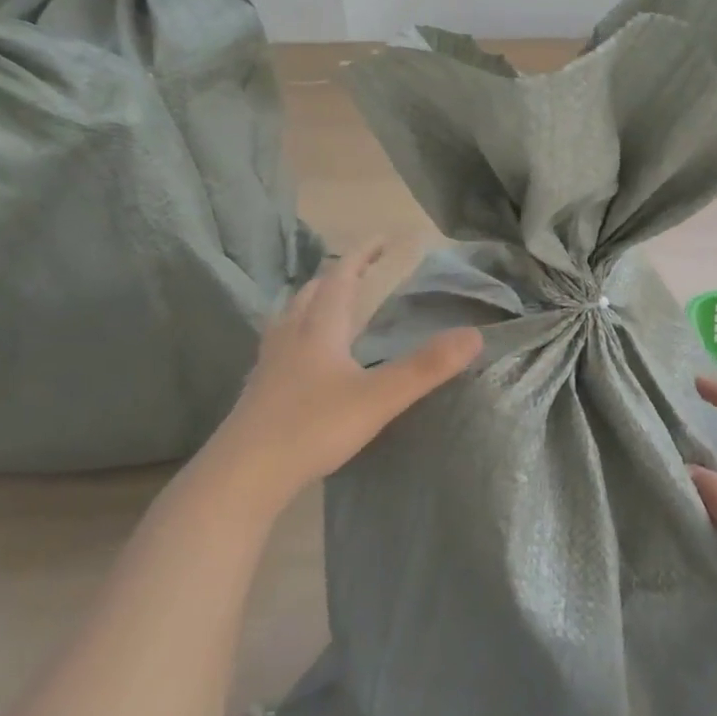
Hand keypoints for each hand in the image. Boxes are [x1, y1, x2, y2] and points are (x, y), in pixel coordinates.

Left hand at [217, 239, 481, 500]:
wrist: (241, 477)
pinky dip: (298, 332)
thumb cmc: (312, 428)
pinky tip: (303, 356)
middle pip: (313, 292)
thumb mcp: (378, 398)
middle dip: (338, 274)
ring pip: (292, 316)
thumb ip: (426, 367)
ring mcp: (270, 363)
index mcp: (320, 328)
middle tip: (361, 269)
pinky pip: (281, 344)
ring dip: (313, 300)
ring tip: (329, 302)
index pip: (342, 277)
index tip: (382, 238)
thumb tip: (475, 335)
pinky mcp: (259, 390)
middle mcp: (292, 335)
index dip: (362, 254)